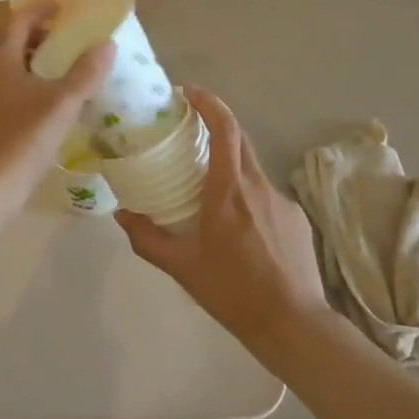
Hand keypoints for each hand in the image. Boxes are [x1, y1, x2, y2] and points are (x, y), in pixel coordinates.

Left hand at [0, 4, 114, 210]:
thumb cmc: (19, 140)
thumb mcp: (61, 105)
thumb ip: (86, 73)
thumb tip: (107, 44)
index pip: (20, 18)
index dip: (44, 10)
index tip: (69, 9)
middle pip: (13, 38)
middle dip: (42, 34)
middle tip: (73, 38)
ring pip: (10, 63)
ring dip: (36, 59)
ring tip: (69, 68)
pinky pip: (9, 85)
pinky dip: (30, 82)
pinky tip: (52, 101)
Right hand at [116, 87, 328, 351]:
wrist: (294, 325)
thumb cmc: (233, 290)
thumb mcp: (182, 267)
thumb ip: (148, 238)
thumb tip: (121, 214)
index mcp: (229, 189)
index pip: (224, 128)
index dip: (208, 103)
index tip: (188, 93)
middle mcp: (258, 185)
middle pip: (239, 139)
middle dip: (216, 126)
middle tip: (189, 131)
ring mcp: (282, 201)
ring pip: (252, 169)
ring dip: (230, 166)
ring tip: (209, 190)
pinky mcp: (297, 219)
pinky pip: (267, 195)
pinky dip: (248, 197)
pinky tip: (240, 229)